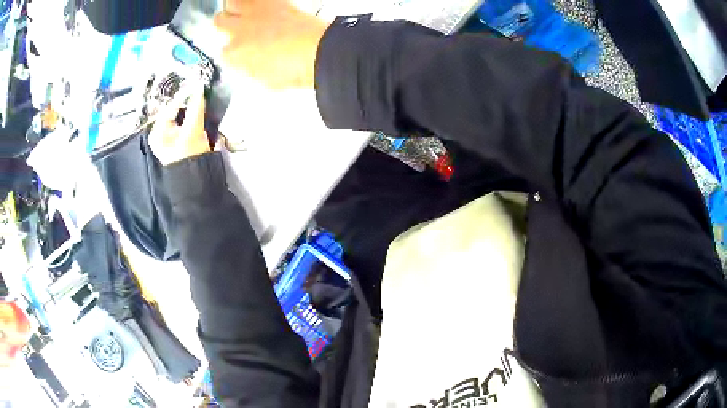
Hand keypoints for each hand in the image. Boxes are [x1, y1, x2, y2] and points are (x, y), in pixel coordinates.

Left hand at [149, 87, 210, 165]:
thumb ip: (196, 108)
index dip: (184, 95)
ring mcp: (170, 136)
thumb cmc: (189, 157)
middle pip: (175, 110)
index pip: (170, 106)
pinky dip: (192, 115)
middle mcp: (160, 132)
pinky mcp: (179, 139)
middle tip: (200, 90)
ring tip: (201, 97)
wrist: (196, 179)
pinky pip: (185, 121)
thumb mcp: (193, 131)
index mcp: (157, 131)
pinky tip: (199, 110)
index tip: (197, 84)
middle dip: (187, 101)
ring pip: (181, 115)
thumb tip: (200, 87)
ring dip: (191, 107)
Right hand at [214, 0, 327, 88]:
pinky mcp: (273, 2)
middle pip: (219, 20)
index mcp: (234, 54)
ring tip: (243, 12)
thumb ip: (251, 70)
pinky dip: (255, 2)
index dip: (232, 51)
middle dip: (225, 24)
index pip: (222, 51)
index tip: (240, 52)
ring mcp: (254, 13)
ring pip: (231, 2)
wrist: (317, 51)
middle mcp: (238, 30)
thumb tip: (249, 64)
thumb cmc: (294, 71)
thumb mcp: (266, 81)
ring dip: (235, 7)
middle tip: (236, 27)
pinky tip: (262, 8)